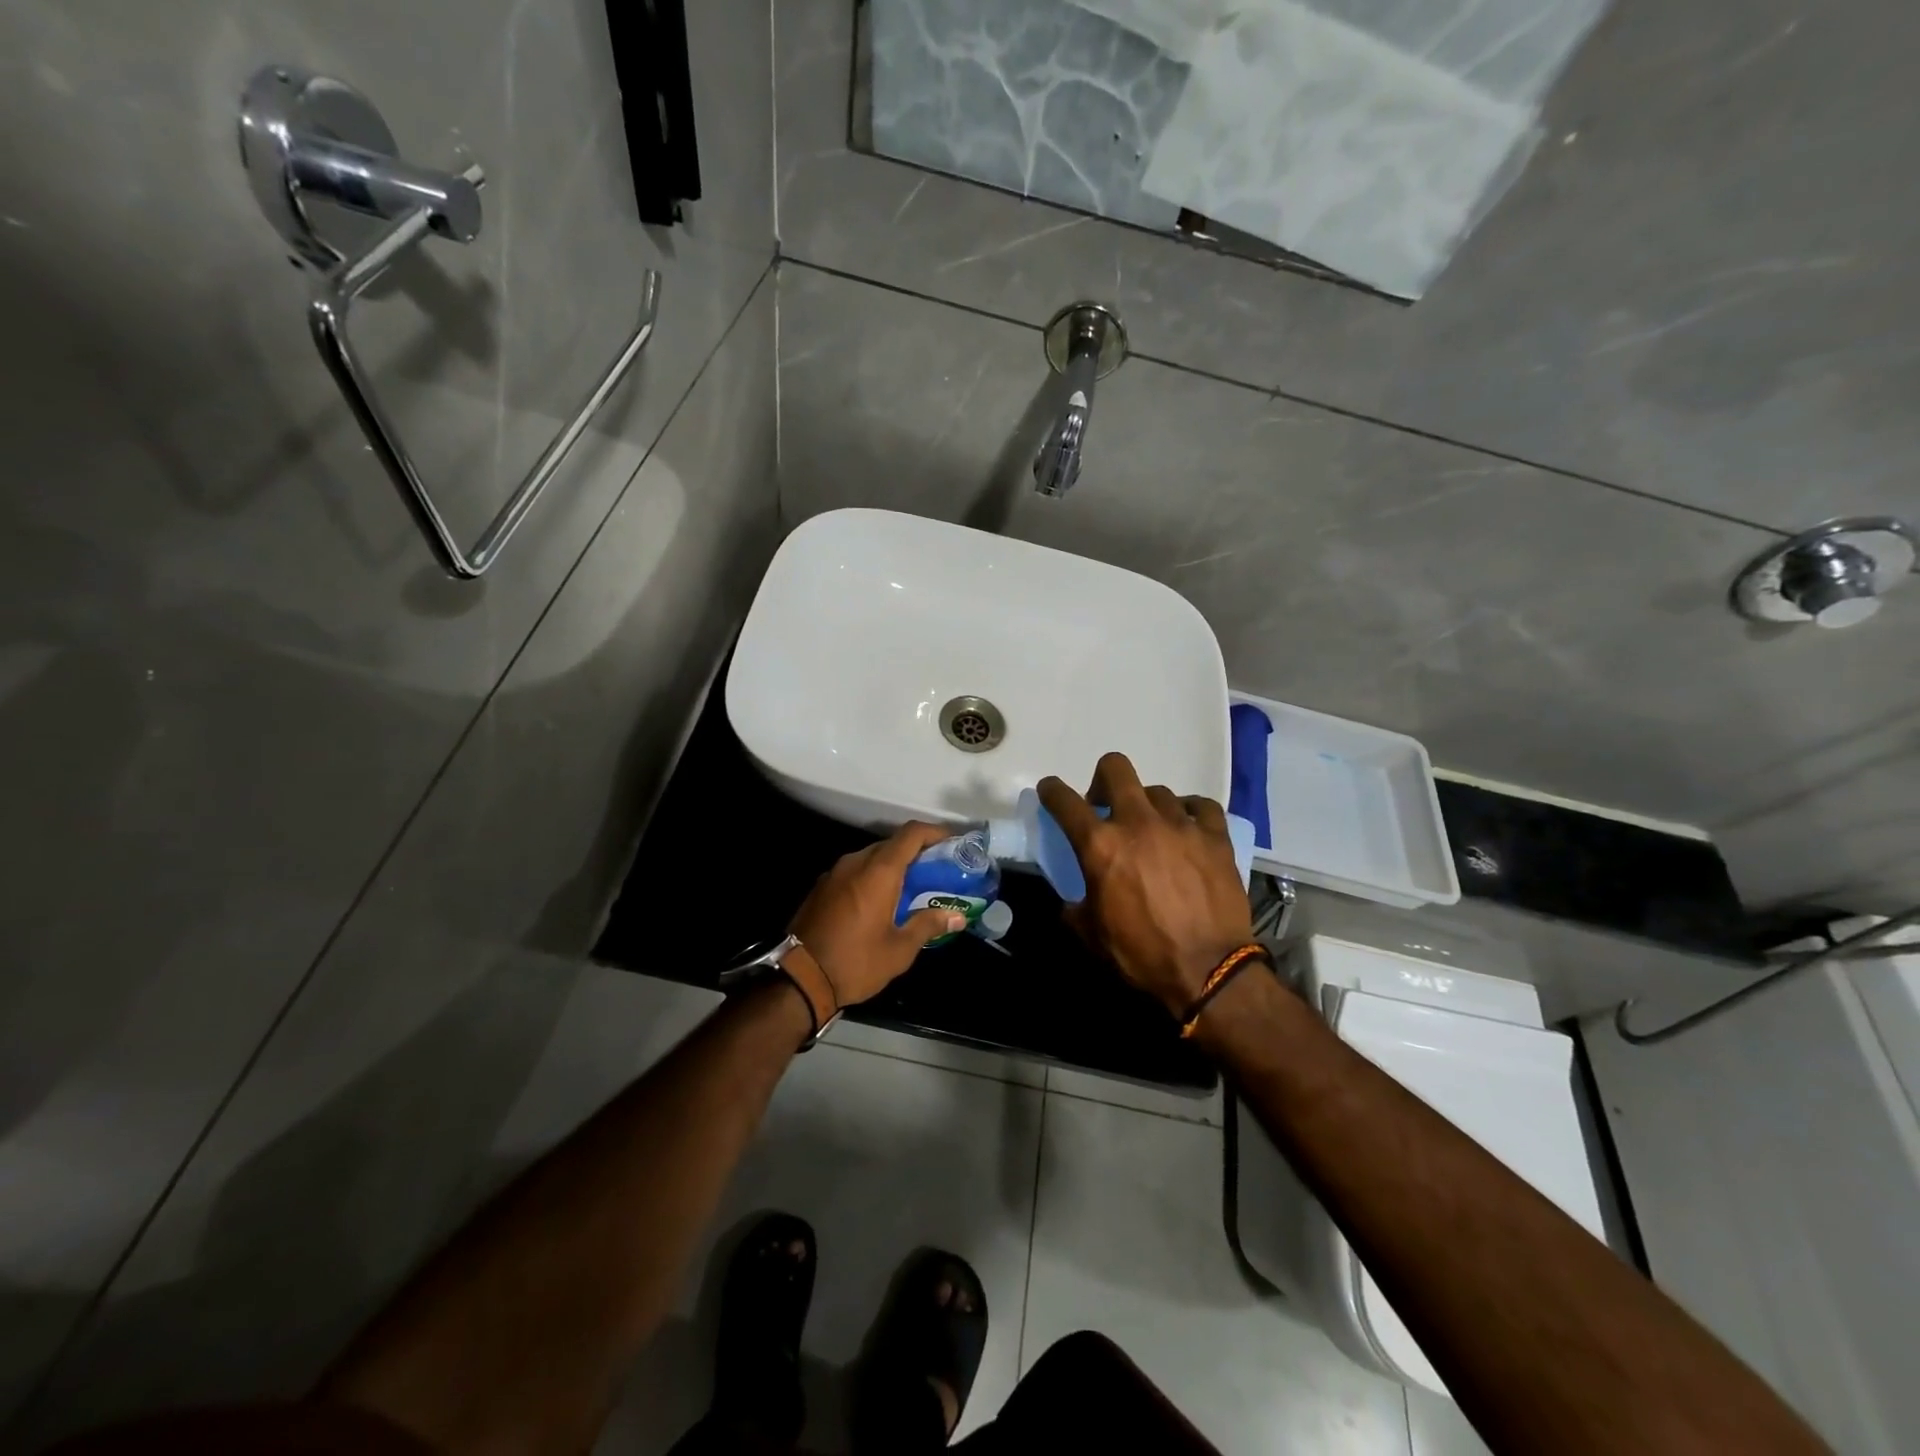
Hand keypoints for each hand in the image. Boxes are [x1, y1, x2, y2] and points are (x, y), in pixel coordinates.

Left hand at [789, 822, 969, 1007]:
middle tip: (936, 873)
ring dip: (892, 867)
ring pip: (870, 858)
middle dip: (916, 853)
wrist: (798, 979)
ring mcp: (834, 873)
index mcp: (879, 871)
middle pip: (891, 844)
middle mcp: (855, 862)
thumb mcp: (900, 949)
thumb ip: (929, 924)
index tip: (952, 844)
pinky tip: (879, 903)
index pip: (911, 834)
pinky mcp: (821, 888)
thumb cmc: (856, 962)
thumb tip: (957, 915)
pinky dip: (871, 878)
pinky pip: (854, 872)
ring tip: (911, 890)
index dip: (934, 833)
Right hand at [1038, 753, 1254, 1018]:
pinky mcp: (1215, 836)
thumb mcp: (1090, 934)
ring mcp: (1180, 825)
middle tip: (1103, 804)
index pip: (1064, 801)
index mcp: (1100, 845)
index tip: (1050, 790)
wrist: (1208, 970)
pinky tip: (1187, 825)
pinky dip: (1189, 811)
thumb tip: (1073, 899)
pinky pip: (1200, 805)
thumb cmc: (1141, 954)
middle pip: (1115, 768)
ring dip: (1145, 805)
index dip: (1051, 790)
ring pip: (1156, 790)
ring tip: (1150, 828)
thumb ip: (1075, 905)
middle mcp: (1138, 822)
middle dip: (1101, 779)